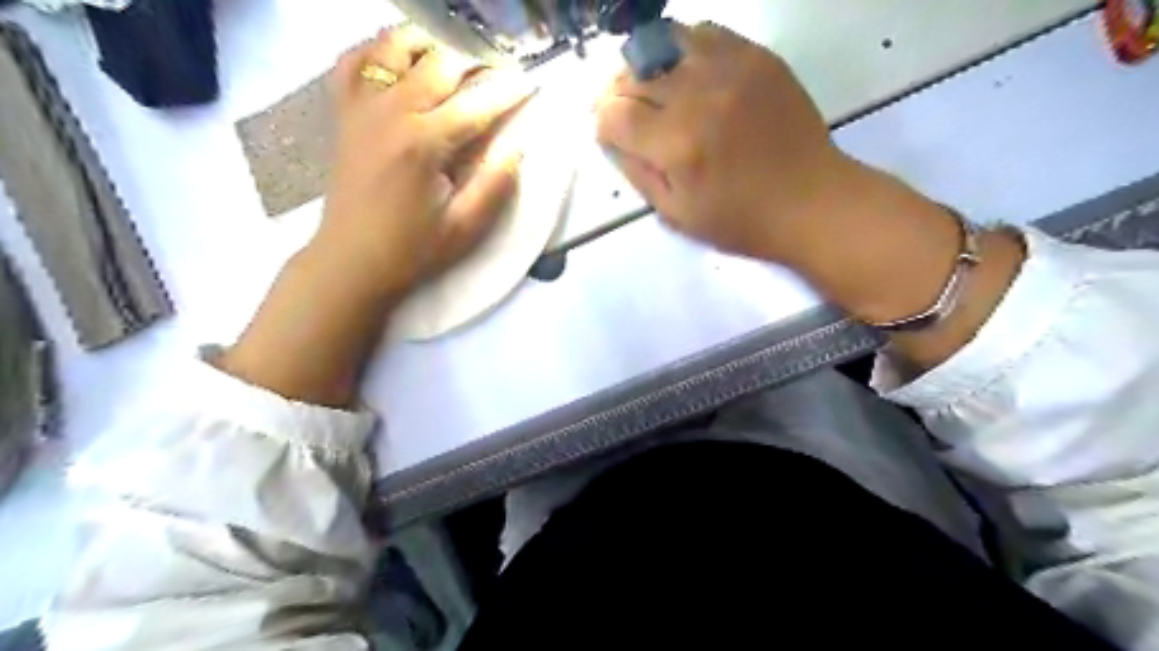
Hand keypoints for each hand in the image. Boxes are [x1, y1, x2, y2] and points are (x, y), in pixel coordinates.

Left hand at [314, 23, 535, 299]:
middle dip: (476, 63)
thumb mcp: (465, 227)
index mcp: (425, 143)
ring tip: (453, 66)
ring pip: (395, 47)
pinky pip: (354, 61)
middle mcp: (391, 112)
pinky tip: (399, 64)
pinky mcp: (344, 114)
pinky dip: (378, 51)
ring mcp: (361, 108)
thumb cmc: (412, 249)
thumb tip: (517, 146)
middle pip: (440, 62)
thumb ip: (495, 184)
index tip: (529, 85)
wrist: (351, 261)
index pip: (477, 103)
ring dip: (430, 47)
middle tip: (497, 79)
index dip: (508, 90)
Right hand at [598, 22, 1021, 368]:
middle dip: (616, 93)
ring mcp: (731, 69)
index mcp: (677, 145)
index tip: (607, 133)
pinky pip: (705, 34)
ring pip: (665, 42)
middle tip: (621, 111)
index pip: (614, 114)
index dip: (601, 123)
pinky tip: (685, 72)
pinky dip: (683, 49)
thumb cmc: (741, 220)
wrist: (811, 201)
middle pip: (634, 74)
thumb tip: (611, 137)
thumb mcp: (676, 215)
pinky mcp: (757, 57)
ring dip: (646, 65)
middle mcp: (699, 96)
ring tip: (650, 87)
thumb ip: (637, 172)